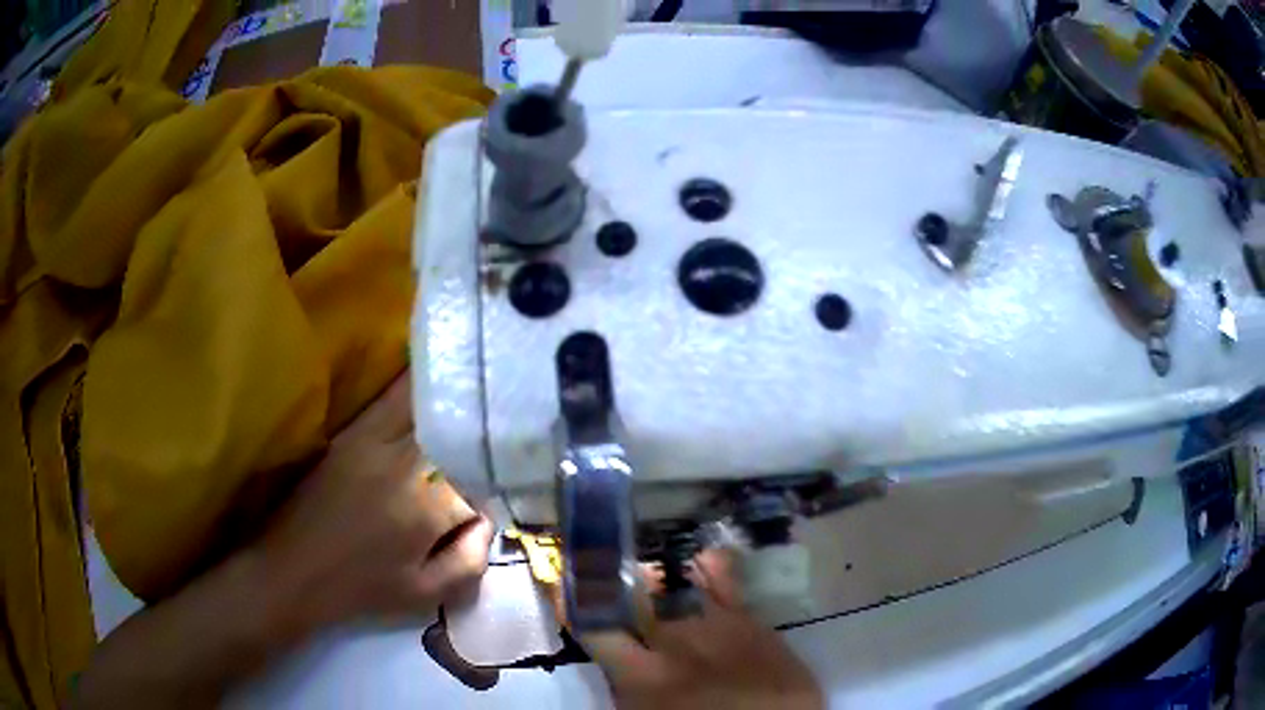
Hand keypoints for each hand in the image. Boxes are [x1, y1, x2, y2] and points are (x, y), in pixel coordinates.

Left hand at [259, 373, 492, 637]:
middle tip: (476, 468)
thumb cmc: (361, 590)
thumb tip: (488, 519)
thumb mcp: (425, 595)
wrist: (295, 570)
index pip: (479, 490)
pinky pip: (391, 402)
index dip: (485, 502)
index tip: (477, 515)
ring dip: (452, 411)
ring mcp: (375, 442)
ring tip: (464, 413)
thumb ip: (471, 560)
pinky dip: (413, 393)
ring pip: (428, 411)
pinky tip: (426, 389)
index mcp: (427, 511)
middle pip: (459, 443)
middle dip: (474, 453)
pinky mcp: (352, 434)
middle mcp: (405, 466)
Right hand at [581, 551, 822, 709]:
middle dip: (607, 575)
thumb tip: (616, 664)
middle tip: (597, 566)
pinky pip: (724, 577)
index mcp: (642, 675)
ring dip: (652, 574)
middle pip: (628, 595)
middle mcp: (672, 641)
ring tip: (643, 570)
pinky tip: (701, 556)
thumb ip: (627, 690)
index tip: (558, 581)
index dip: (570, 600)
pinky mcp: (747, 616)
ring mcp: (712, 623)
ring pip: (671, 582)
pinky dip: (709, 563)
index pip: (593, 627)